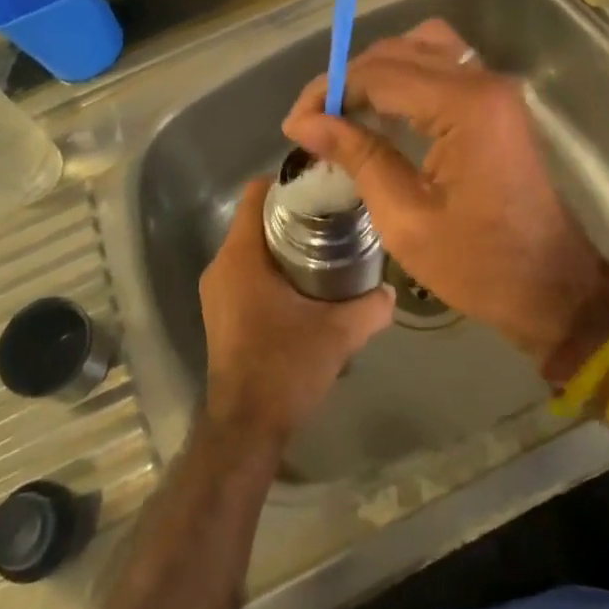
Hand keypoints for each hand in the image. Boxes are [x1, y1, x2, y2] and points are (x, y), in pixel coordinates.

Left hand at [199, 177, 393, 444]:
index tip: (324, 186)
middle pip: (257, 218)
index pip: (258, 193)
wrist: (246, 425)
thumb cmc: (285, 367)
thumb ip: (371, 307)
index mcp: (241, 256)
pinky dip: (273, 267)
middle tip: (336, 217)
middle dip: (295, 214)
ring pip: (252, 246)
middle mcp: (222, 265)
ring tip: (328, 248)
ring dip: (285, 243)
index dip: (290, 183)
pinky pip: (247, 270)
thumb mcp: (338, 333)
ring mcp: (217, 290)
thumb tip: (391, 290)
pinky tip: (306, 284)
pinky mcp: (222, 311)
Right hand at [284, 20, 608, 372]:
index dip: (330, 92)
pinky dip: (408, 77)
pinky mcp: (498, 103)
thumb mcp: (405, 219)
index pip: (380, 74)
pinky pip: (444, 67)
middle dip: (350, 79)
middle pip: (400, 51)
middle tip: (314, 121)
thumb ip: (357, 157)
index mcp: (465, 106)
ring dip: (379, 72)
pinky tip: (382, 111)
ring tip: (345, 112)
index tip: (294, 126)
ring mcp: (496, 89)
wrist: (553, 288)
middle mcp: (484, 81)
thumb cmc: (479, 265)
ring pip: (423, 48)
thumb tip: (305, 123)